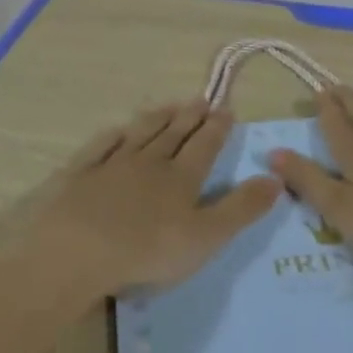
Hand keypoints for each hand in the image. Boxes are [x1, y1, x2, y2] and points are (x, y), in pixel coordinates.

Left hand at [27, 100, 279, 296]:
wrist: (75, 253)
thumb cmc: (146, 251)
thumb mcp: (206, 237)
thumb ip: (241, 209)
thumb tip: (277, 179)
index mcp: (181, 178)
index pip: (205, 146)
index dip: (218, 128)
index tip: (227, 109)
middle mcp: (150, 163)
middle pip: (174, 134)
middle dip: (190, 117)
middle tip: (202, 99)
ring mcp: (112, 166)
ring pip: (140, 134)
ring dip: (157, 118)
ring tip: (169, 105)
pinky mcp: (80, 175)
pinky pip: (100, 147)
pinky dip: (112, 136)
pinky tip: (117, 130)